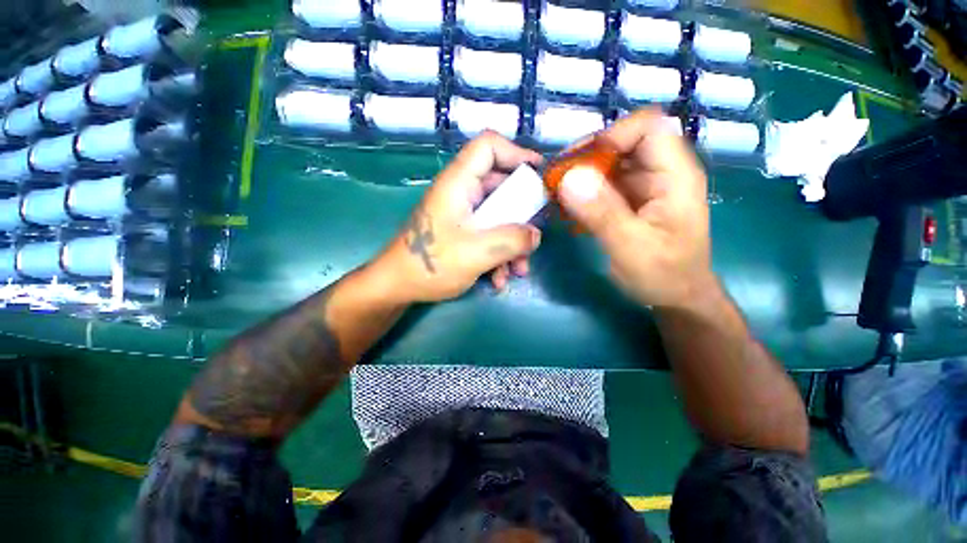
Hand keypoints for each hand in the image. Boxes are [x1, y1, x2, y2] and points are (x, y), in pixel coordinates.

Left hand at [375, 131, 542, 302]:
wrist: (398, 287)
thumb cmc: (430, 265)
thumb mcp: (476, 253)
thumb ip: (511, 240)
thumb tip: (534, 235)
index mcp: (459, 184)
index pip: (488, 147)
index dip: (517, 153)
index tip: (539, 175)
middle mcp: (462, 194)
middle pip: (501, 187)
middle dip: (522, 216)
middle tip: (534, 237)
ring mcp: (463, 216)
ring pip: (499, 217)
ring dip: (513, 244)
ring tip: (517, 271)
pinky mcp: (463, 234)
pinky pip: (489, 235)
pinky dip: (499, 255)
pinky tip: (498, 280)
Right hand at [557, 108, 713, 309]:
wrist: (676, 297)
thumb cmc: (663, 275)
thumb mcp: (631, 248)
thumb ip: (602, 213)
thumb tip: (569, 178)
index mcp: (675, 176)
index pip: (647, 127)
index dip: (611, 136)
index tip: (578, 165)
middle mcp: (661, 173)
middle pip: (623, 142)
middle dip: (586, 157)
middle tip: (557, 180)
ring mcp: (645, 186)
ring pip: (609, 163)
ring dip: (580, 175)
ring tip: (556, 195)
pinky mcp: (630, 200)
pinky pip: (603, 184)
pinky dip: (583, 191)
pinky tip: (567, 208)